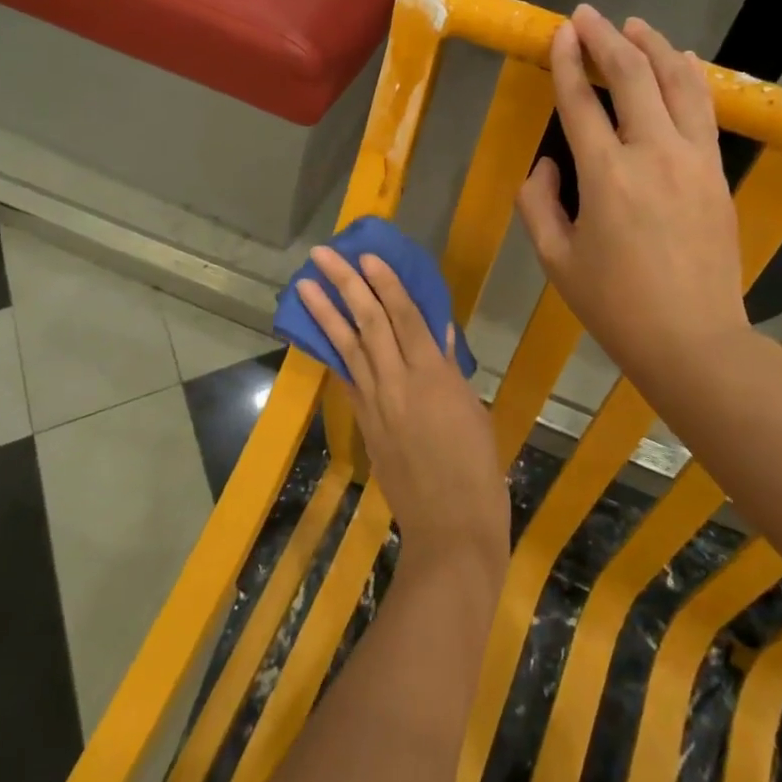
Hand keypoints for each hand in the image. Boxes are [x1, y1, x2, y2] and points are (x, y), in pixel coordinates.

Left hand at [297, 248, 507, 582]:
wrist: (450, 526)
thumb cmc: (478, 468)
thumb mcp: (472, 411)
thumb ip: (451, 369)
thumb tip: (439, 334)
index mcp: (435, 375)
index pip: (405, 316)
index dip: (385, 283)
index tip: (367, 255)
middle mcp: (399, 382)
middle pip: (368, 323)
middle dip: (344, 285)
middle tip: (322, 255)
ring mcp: (376, 403)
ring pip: (348, 347)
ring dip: (324, 313)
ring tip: (303, 285)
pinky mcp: (364, 424)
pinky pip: (346, 378)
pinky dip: (331, 353)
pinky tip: (318, 335)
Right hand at [516, 5, 753, 389]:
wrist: (692, 339)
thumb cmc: (614, 305)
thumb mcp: (555, 259)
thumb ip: (538, 203)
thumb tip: (548, 162)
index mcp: (606, 176)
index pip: (582, 102)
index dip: (569, 62)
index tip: (560, 31)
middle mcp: (653, 154)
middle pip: (632, 77)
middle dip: (607, 39)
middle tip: (588, 15)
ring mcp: (693, 160)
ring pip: (677, 83)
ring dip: (653, 47)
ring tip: (634, 25)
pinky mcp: (716, 173)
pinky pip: (704, 109)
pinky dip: (690, 77)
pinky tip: (680, 61)